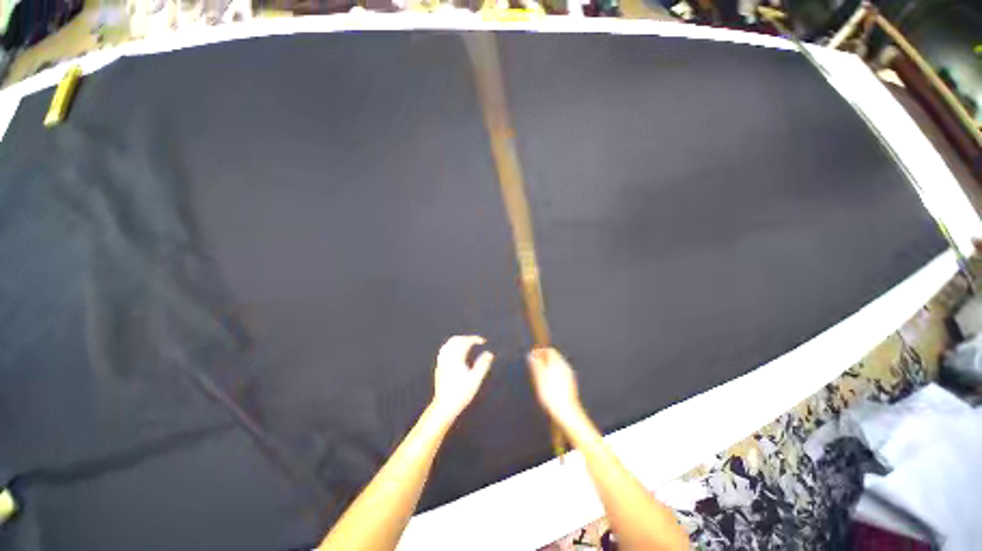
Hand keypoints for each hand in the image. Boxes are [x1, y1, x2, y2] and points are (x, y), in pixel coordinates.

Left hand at [431, 335, 494, 422]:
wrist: (444, 406)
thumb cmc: (461, 393)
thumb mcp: (475, 379)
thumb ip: (483, 365)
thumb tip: (489, 353)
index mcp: (456, 358)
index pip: (465, 342)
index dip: (475, 339)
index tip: (483, 341)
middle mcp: (447, 357)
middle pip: (455, 340)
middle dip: (466, 338)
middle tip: (475, 341)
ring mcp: (441, 362)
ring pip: (448, 344)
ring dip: (458, 340)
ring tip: (467, 343)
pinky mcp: (439, 367)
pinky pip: (444, 350)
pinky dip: (451, 346)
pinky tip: (455, 352)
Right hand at [527, 347, 583, 427]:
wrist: (566, 411)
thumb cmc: (551, 394)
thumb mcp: (539, 377)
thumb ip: (535, 364)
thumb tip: (531, 355)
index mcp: (558, 363)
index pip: (550, 350)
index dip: (540, 351)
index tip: (532, 355)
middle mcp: (565, 367)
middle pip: (554, 357)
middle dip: (544, 358)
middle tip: (534, 363)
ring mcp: (569, 375)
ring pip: (557, 365)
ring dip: (548, 365)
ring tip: (539, 373)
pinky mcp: (570, 383)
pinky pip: (560, 372)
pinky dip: (552, 372)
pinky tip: (548, 382)